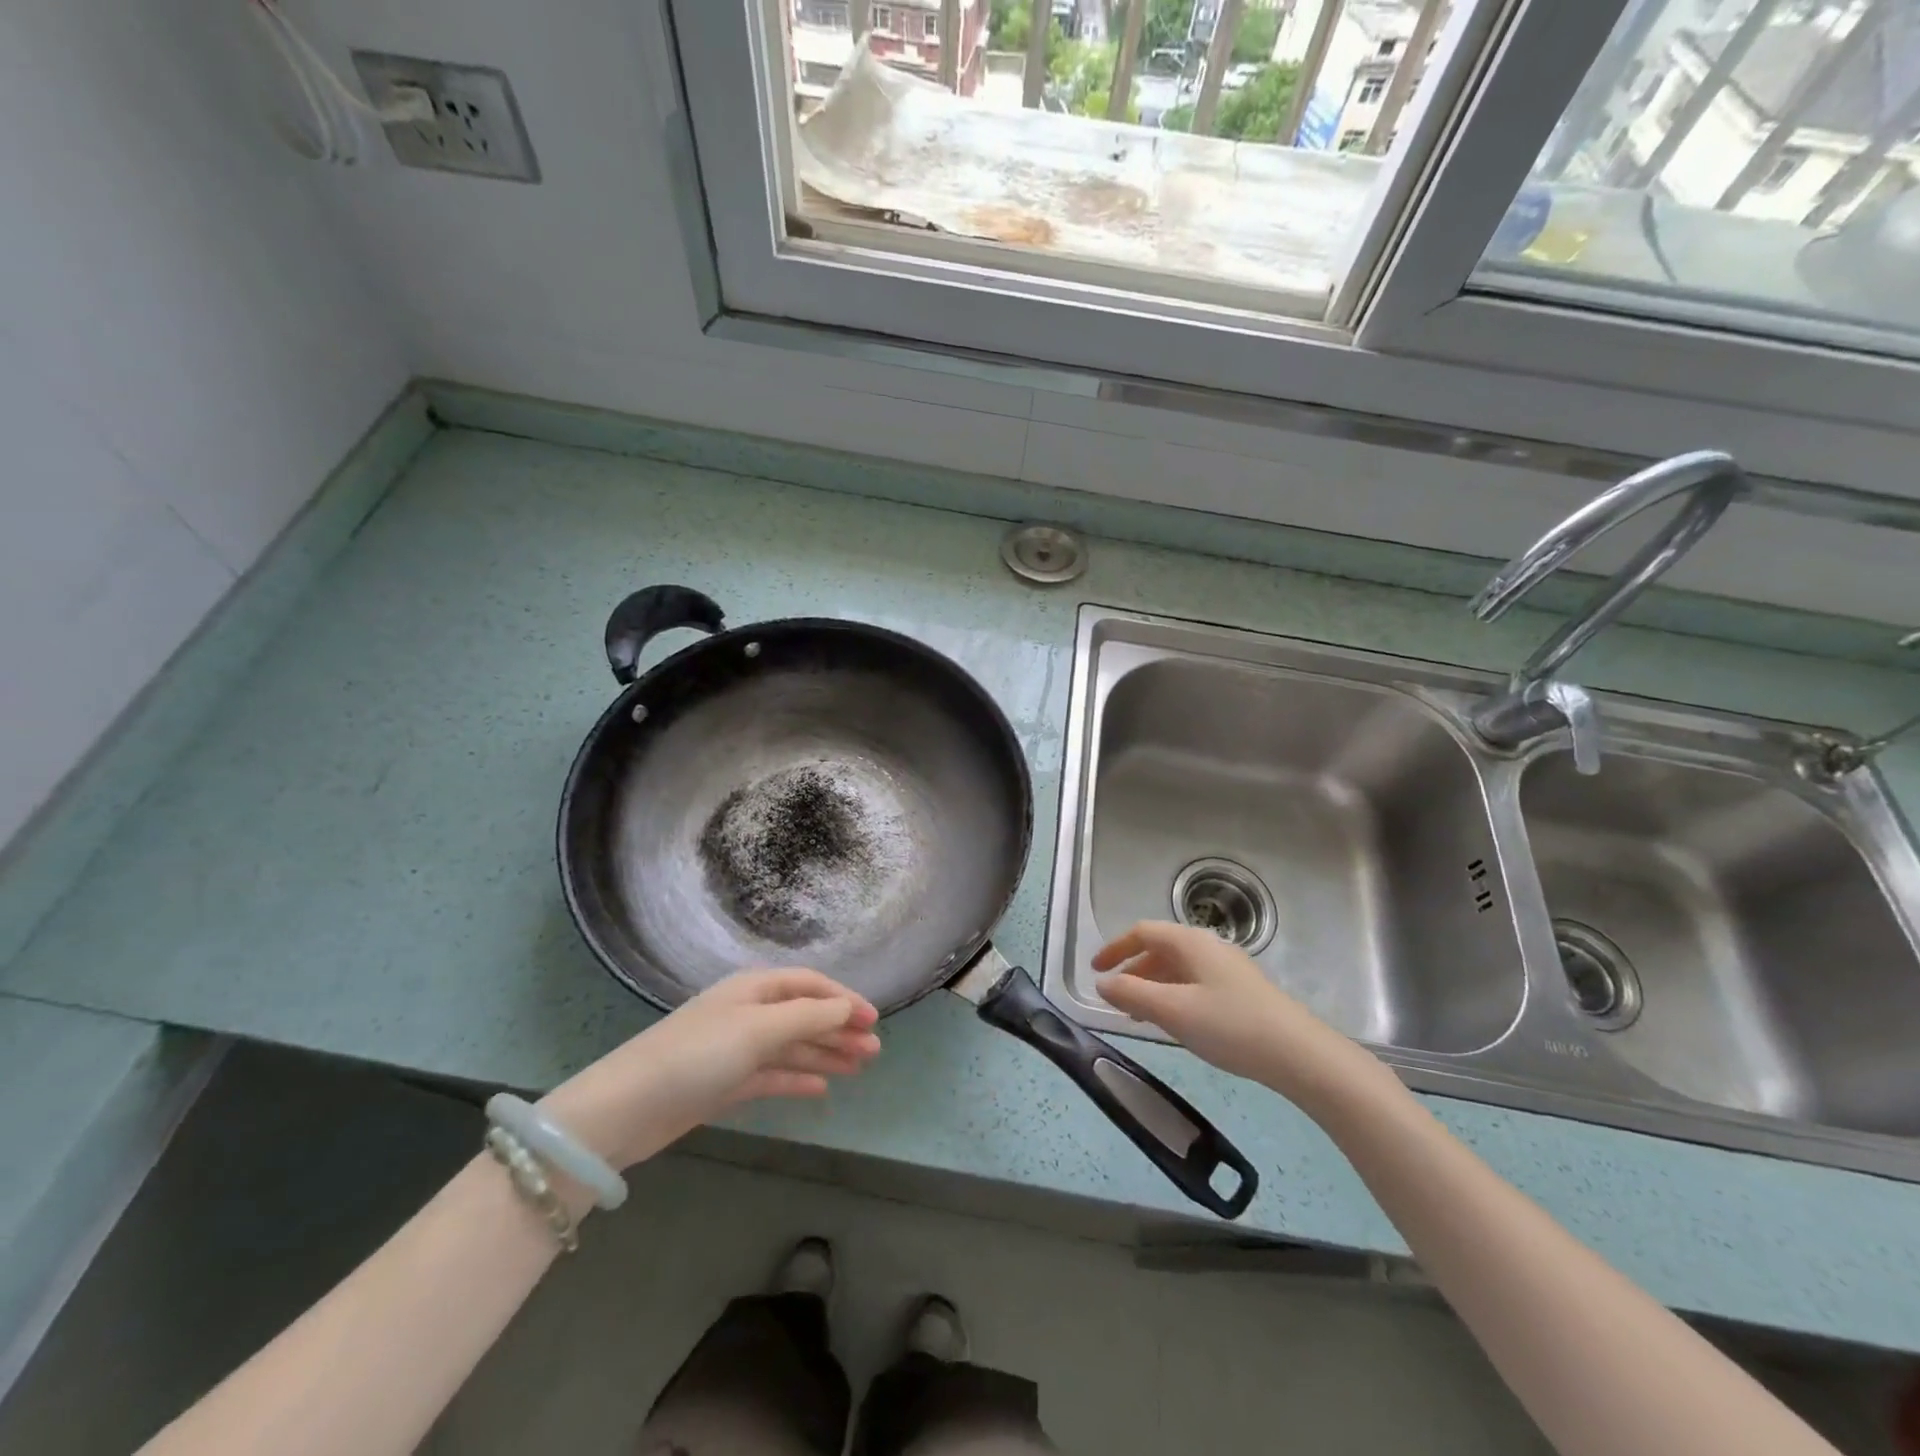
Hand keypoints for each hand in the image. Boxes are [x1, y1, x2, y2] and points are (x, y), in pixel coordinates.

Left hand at [540, 969, 880, 1171]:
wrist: (627, 1108)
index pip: (810, 986)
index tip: (874, 1020)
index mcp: (754, 989)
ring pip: (792, 1047)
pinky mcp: (725, 1083)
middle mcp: (747, 1013)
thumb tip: (847, 1009)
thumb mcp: (759, 1029)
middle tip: (875, 1052)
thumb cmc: (698, 1055)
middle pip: (804, 1016)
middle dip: (839, 1030)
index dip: (843, 1000)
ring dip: (826, 1054)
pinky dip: (798, 1078)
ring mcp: (736, 1049)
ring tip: (861, 1068)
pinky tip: (822, 1088)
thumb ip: (808, 1018)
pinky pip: (773, 1075)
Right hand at [1092, 921, 1374, 1111]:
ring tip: (1138, 1015)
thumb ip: (1132, 993)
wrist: (1299, 1054)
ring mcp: (1226, 967)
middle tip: (1114, 998)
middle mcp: (1207, 946)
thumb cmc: (1230, 1025)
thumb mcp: (1173, 1010)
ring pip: (1177, 968)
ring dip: (1152, 986)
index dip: (1114, 948)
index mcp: (1189, 942)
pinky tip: (1174, 1022)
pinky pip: (1194, 982)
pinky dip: (1173, 995)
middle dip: (1132, 970)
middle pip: (1159, 948)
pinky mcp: (1240, 990)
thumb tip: (1102, 982)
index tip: (1094, 971)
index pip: (1142, 932)